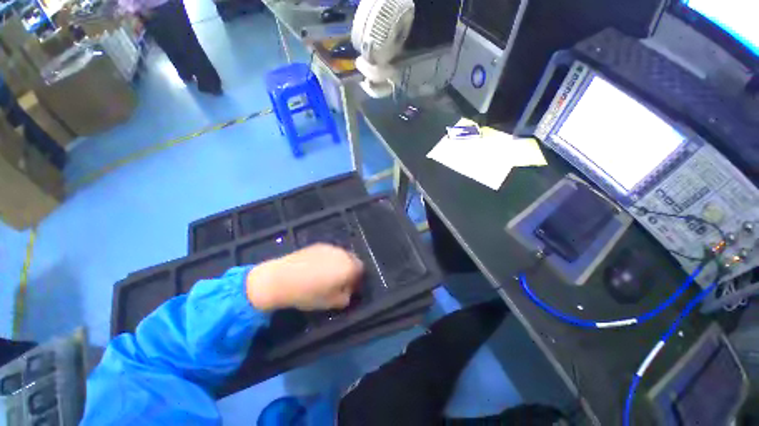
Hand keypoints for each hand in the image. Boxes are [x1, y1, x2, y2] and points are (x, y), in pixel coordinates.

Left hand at [246, 244, 363, 311]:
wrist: (281, 278)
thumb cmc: (308, 293)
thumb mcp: (331, 303)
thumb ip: (346, 297)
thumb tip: (348, 291)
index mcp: (349, 266)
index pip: (361, 270)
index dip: (357, 280)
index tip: (348, 288)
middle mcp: (343, 253)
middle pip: (353, 260)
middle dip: (350, 270)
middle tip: (339, 281)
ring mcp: (330, 247)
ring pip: (341, 255)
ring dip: (339, 263)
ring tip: (326, 274)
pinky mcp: (318, 245)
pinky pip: (330, 252)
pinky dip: (329, 259)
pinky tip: (316, 268)